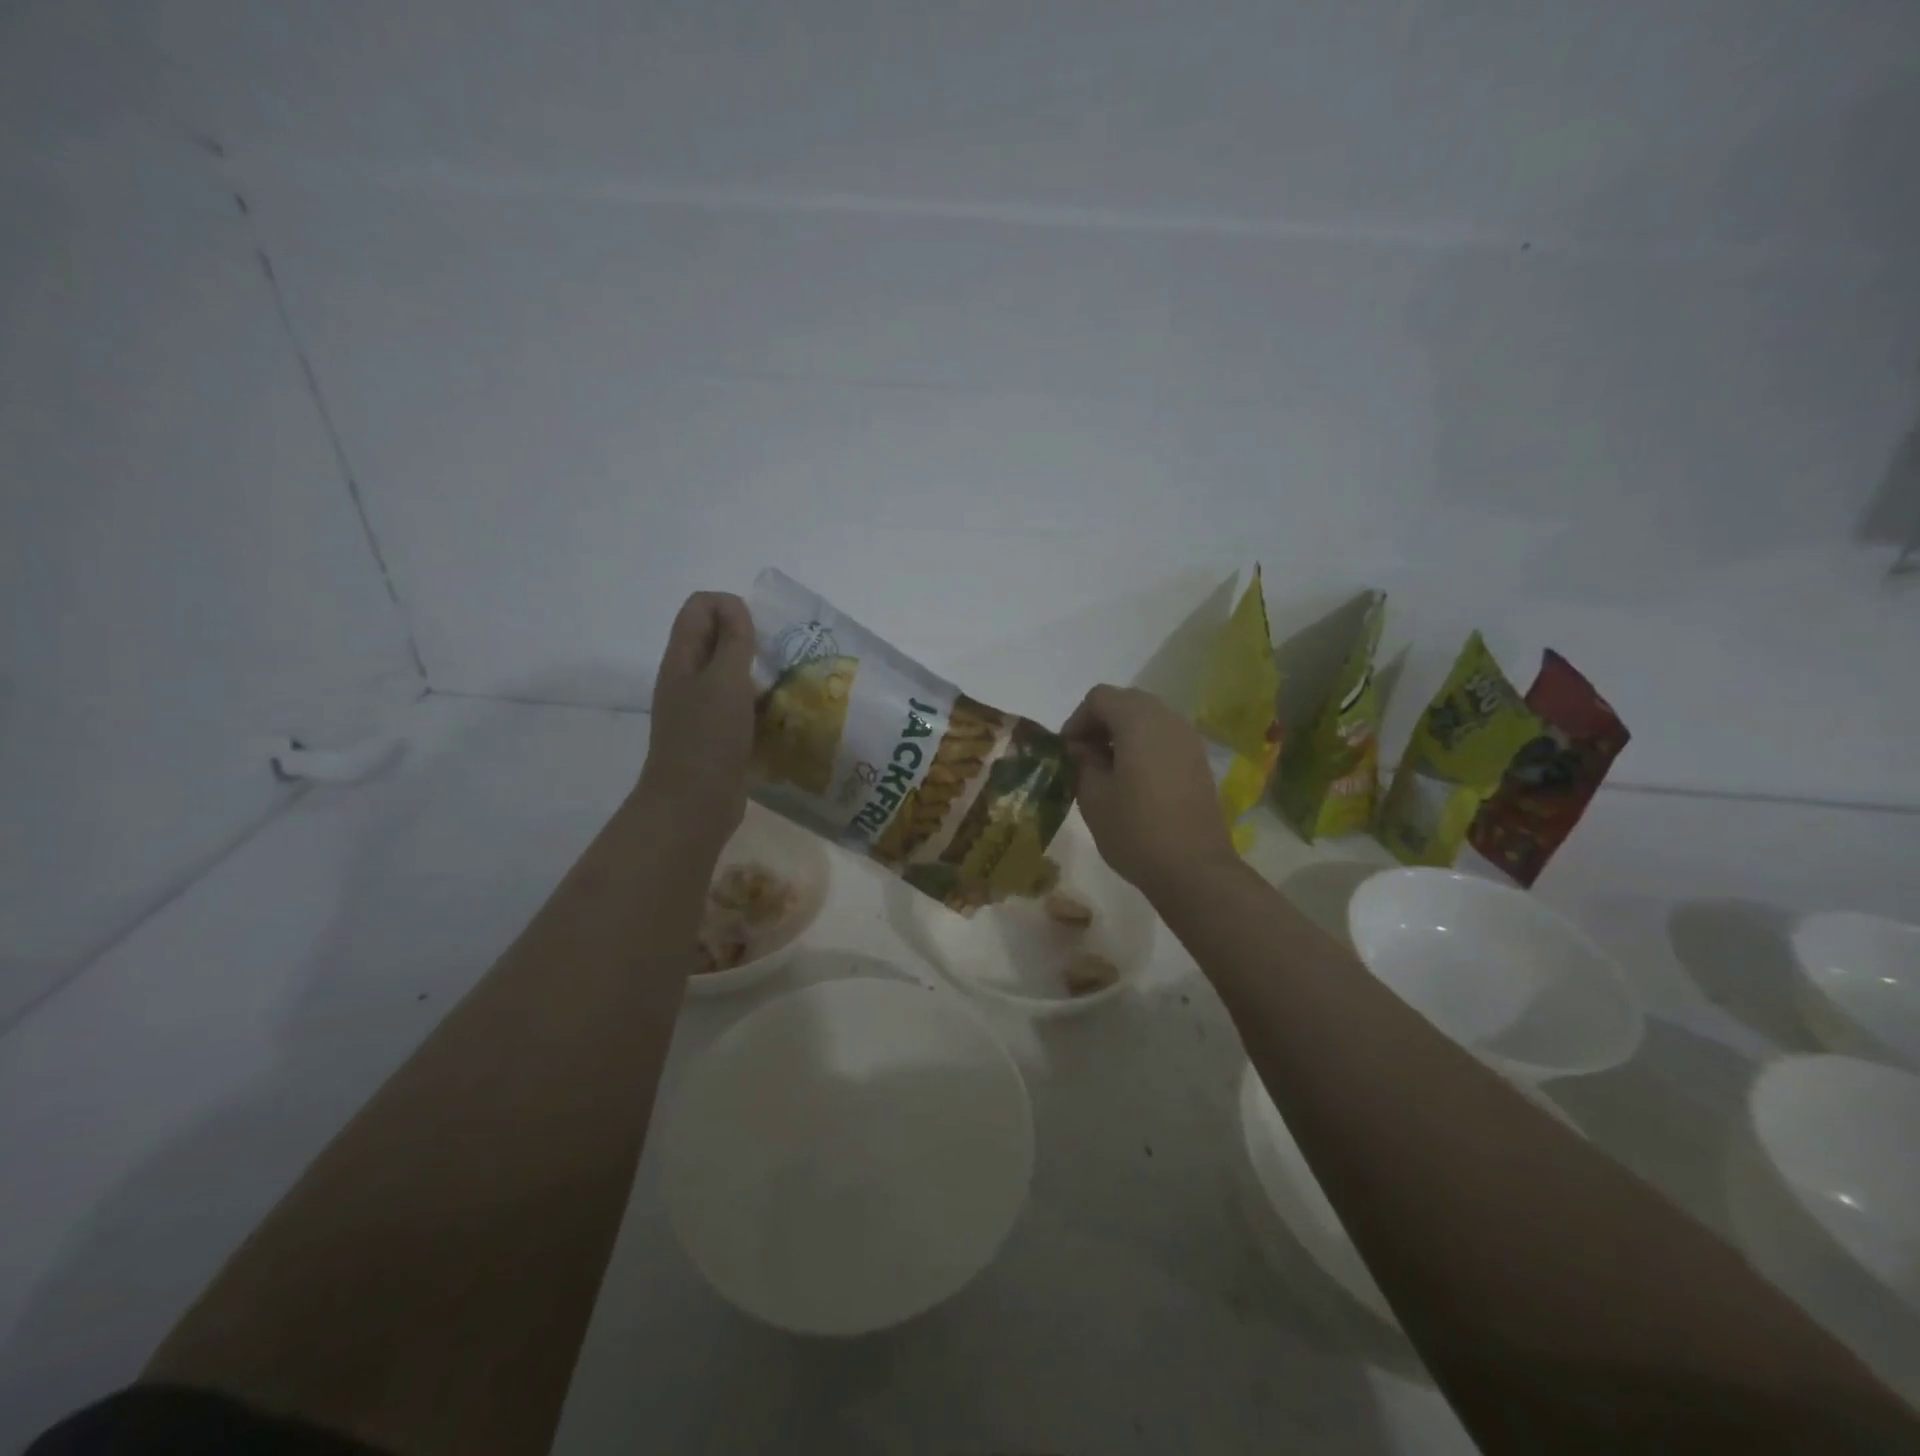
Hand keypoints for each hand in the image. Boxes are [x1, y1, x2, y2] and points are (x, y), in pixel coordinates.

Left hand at [637, 591, 756, 855]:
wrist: (693, 804)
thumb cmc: (709, 738)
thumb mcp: (725, 681)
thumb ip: (734, 641)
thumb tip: (736, 607)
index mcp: (682, 659)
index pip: (700, 606)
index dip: (731, 608)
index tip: (759, 635)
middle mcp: (687, 679)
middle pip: (716, 638)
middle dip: (750, 640)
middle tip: (779, 660)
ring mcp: (700, 709)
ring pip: (731, 675)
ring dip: (759, 675)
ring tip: (787, 688)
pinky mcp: (717, 735)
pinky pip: (740, 707)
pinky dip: (759, 705)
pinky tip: (781, 718)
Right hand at [1062, 685, 1237, 898]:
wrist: (1194, 869)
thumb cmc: (1135, 830)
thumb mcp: (1093, 796)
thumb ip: (1080, 762)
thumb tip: (1079, 749)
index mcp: (1138, 720)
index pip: (1099, 698)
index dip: (1076, 720)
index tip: (1066, 753)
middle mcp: (1168, 718)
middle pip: (1126, 702)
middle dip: (1100, 724)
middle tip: (1083, 758)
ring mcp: (1189, 739)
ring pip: (1148, 719)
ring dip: (1122, 735)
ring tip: (1107, 771)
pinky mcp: (1199, 761)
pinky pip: (1165, 738)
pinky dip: (1144, 747)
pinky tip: (1134, 782)